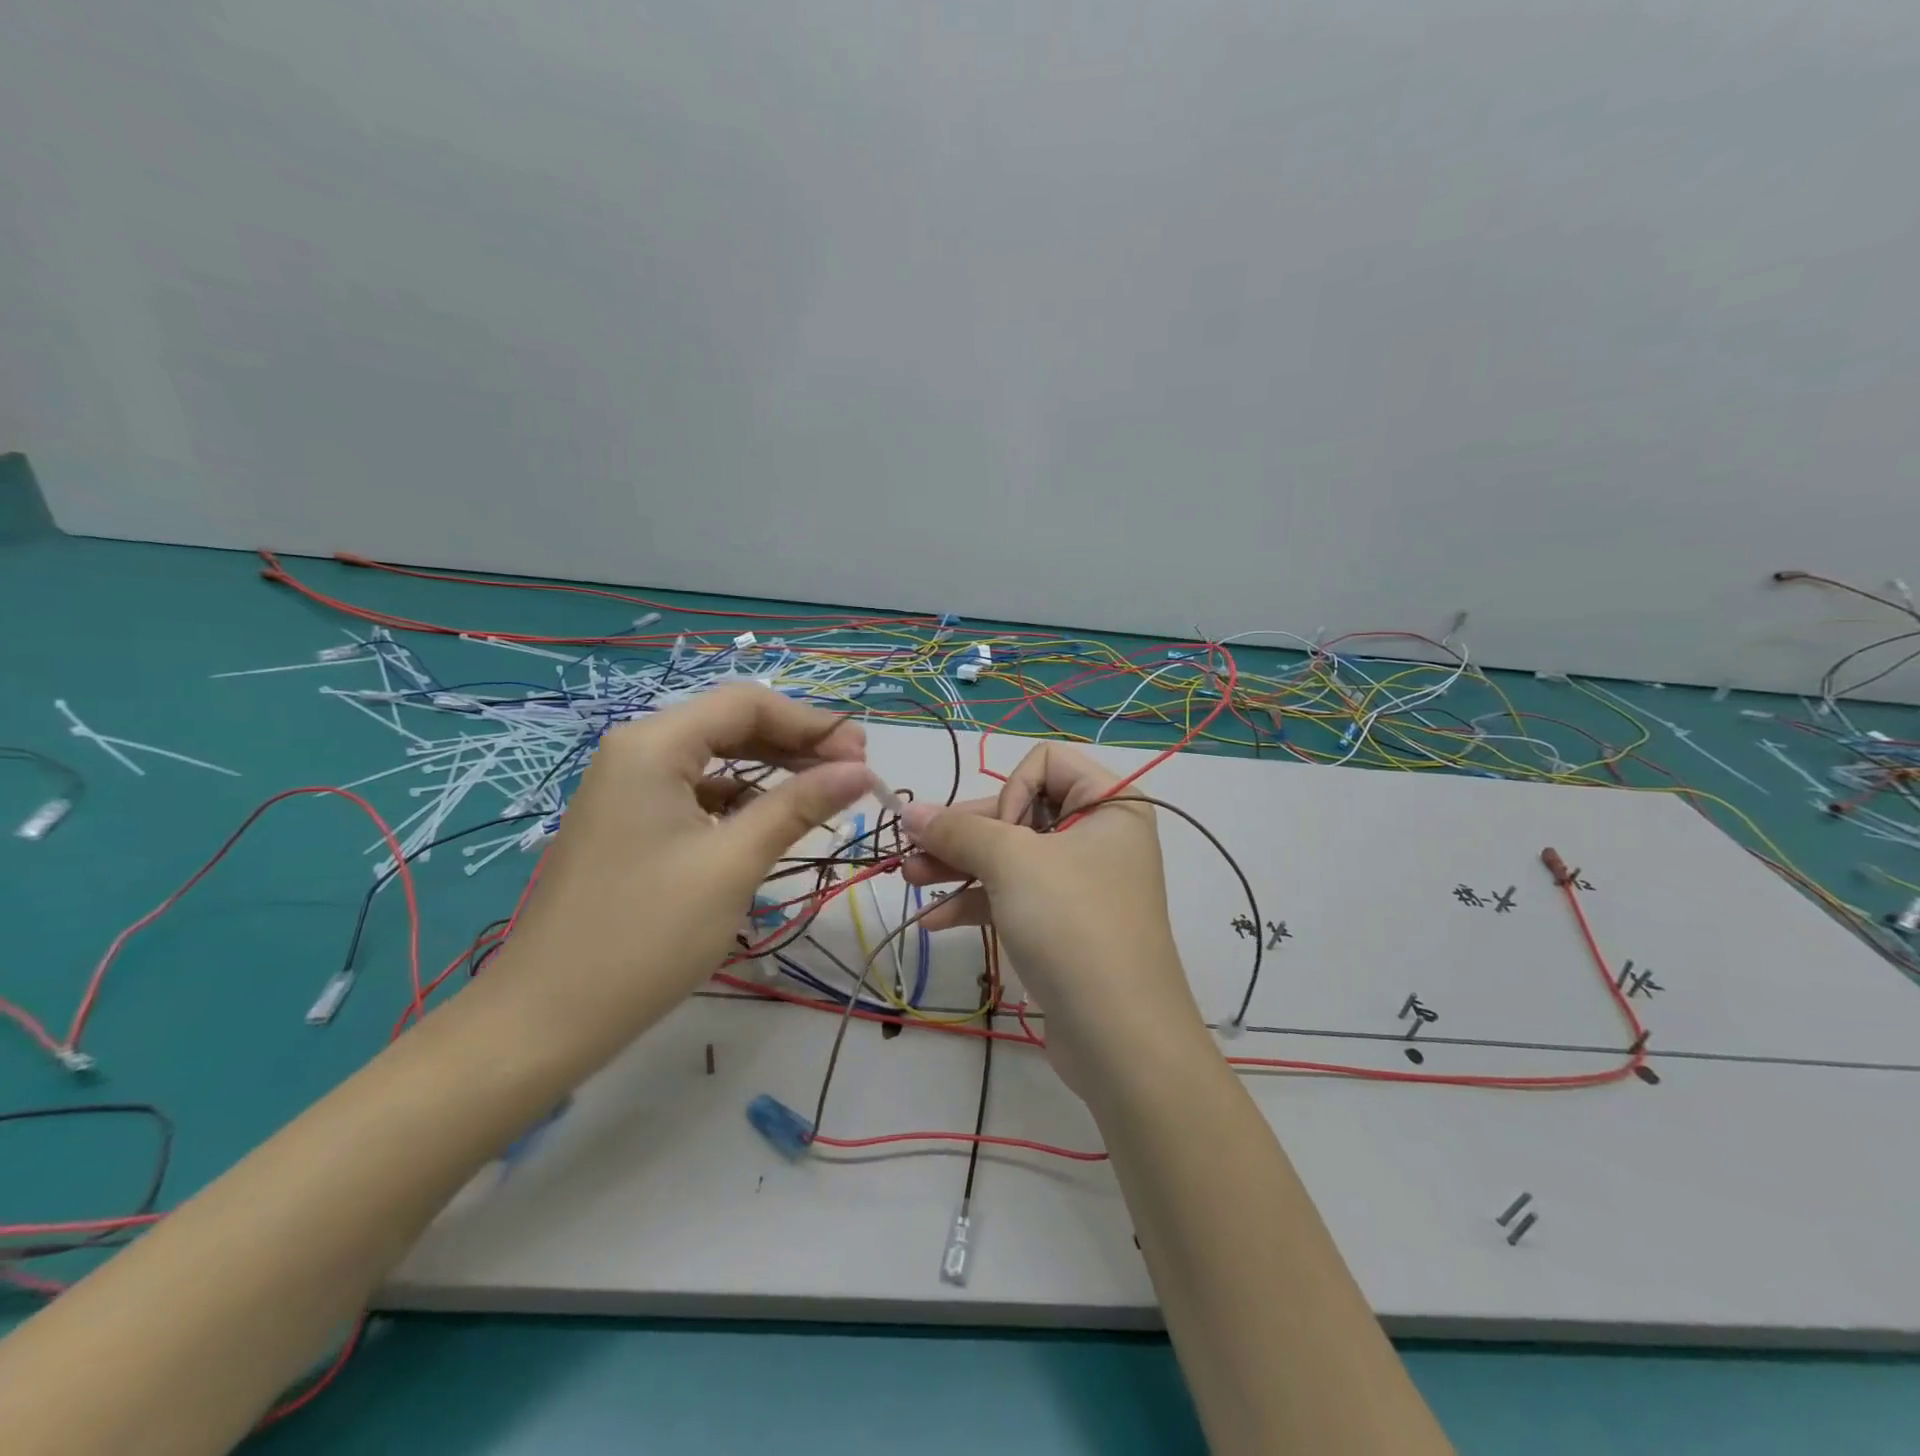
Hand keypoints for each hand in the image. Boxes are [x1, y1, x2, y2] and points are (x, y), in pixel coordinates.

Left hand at [499, 685, 870, 1043]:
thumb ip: (798, 806)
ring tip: (823, 793)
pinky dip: (740, 799)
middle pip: (731, 725)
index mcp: (654, 745)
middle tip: (853, 774)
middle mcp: (637, 751)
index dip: (812, 723)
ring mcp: (627, 788)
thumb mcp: (733, 864)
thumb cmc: (646, 935)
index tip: (863, 757)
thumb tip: (861, 770)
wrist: (545, 1018)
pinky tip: (770, 820)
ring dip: (772, 770)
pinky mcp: (629, 822)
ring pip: (716, 759)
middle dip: (796, 743)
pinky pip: (696, 792)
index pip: (747, 703)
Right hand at [900, 743, 1209, 1100]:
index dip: (1011, 792)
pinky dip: (976, 903)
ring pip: (1010, 857)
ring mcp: (1080, 883)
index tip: (998, 835)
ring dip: (959, 867)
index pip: (1045, 763)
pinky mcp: (1062, 924)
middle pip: (1019, 811)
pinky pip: (1014, 897)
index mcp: (1110, 803)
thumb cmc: (1073, 925)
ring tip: (909, 880)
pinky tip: (933, 922)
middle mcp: (1099, 835)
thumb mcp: (1012, 864)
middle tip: (912, 850)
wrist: (1119, 1037)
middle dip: (964, 833)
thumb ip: (958, 831)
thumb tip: (910, 809)